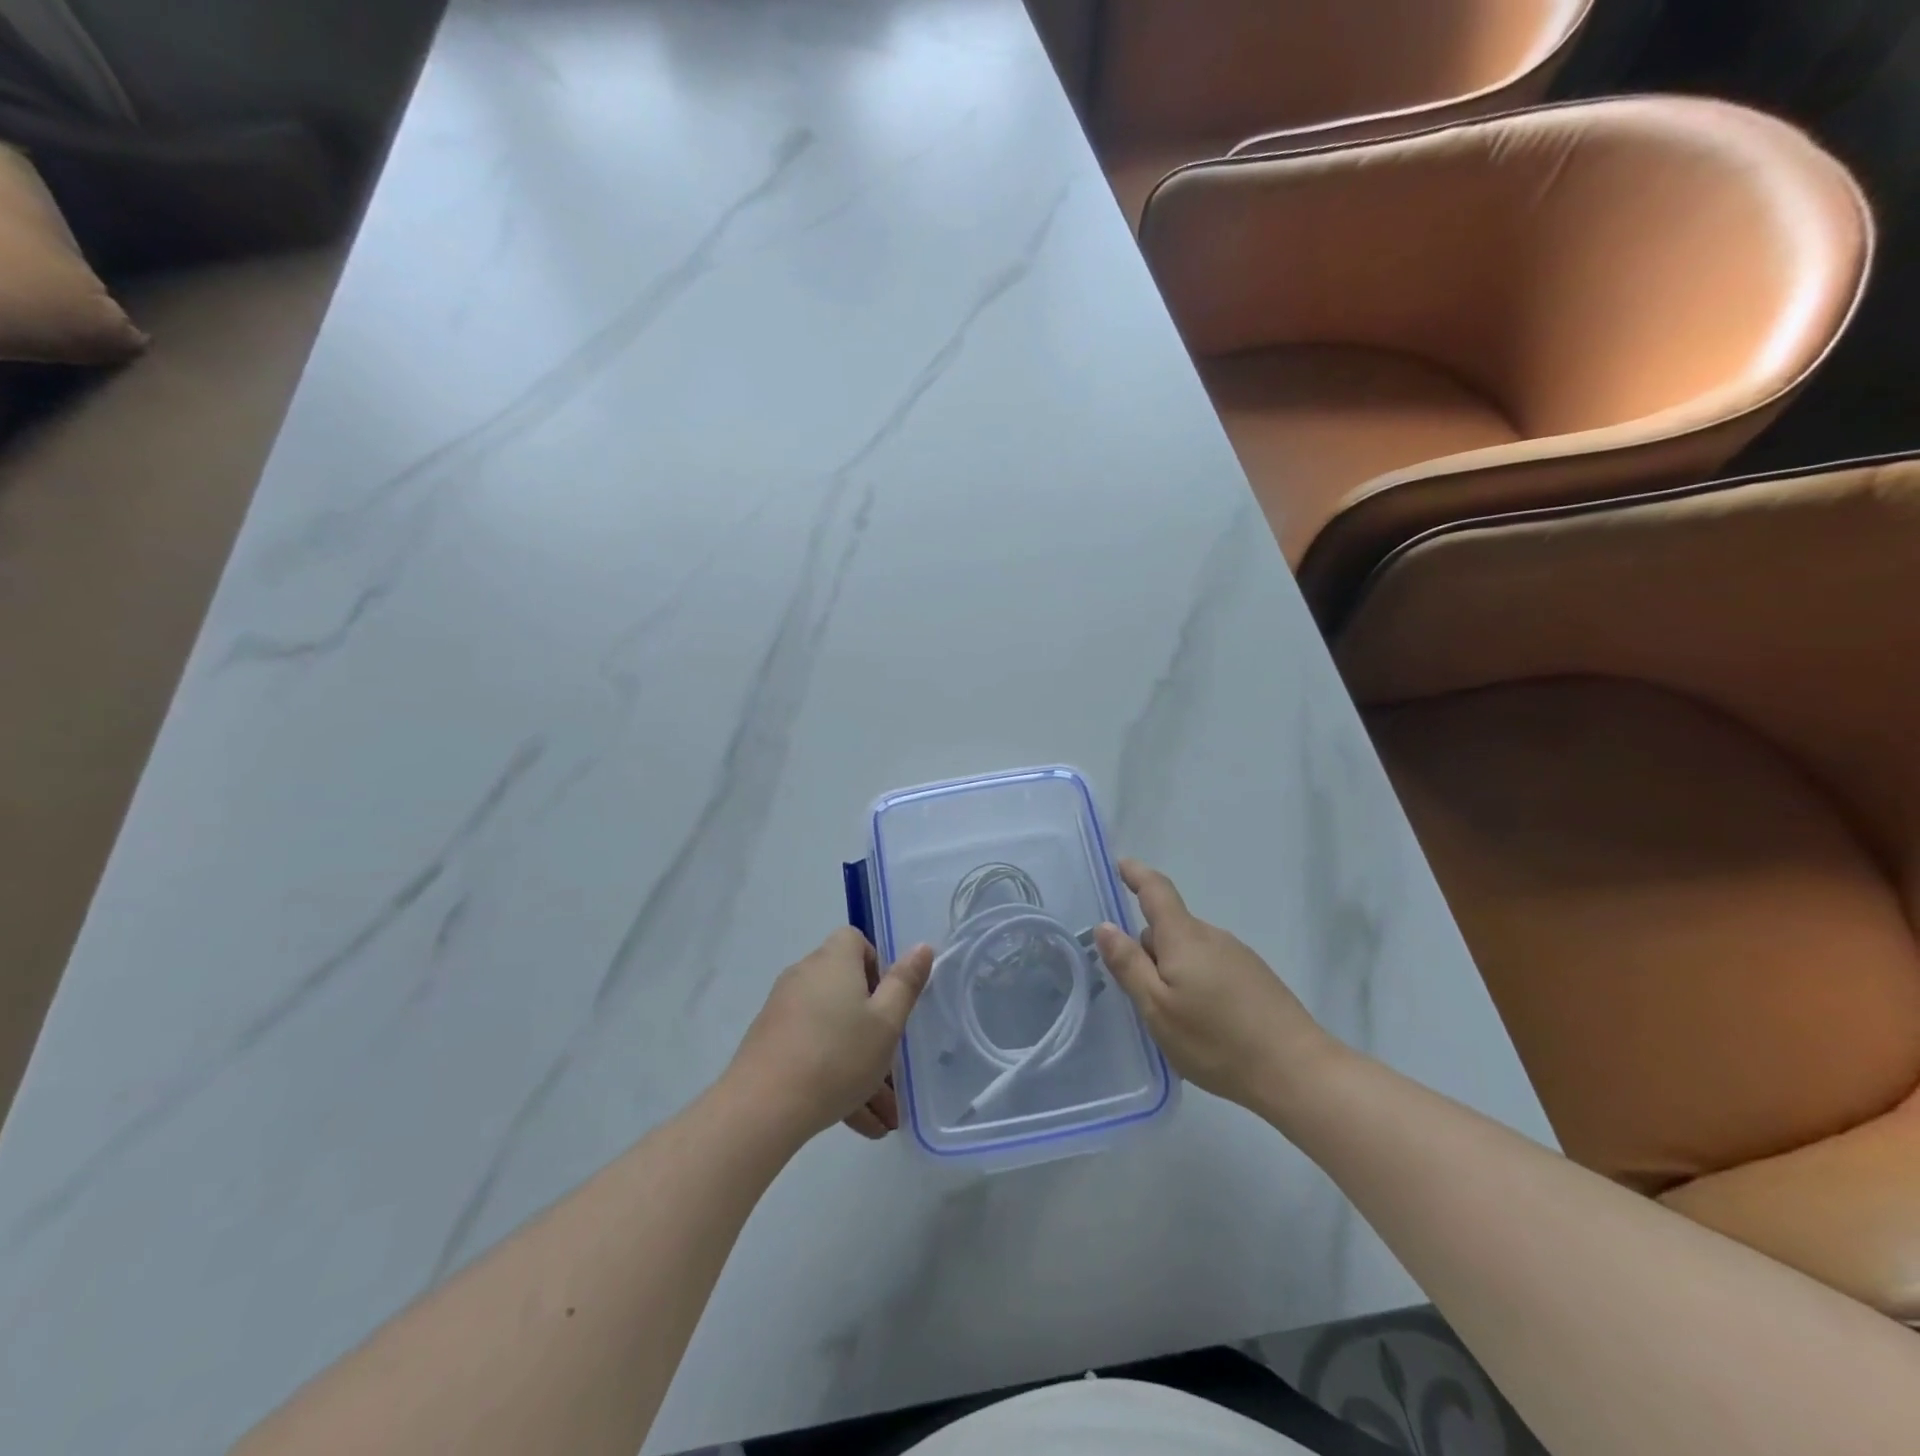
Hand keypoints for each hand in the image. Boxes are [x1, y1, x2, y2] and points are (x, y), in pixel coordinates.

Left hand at [726, 928, 933, 1142]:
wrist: (763, 1107)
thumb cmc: (837, 1055)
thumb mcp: (886, 1023)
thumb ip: (905, 984)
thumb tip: (922, 946)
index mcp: (834, 961)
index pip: (855, 940)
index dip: (877, 965)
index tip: (889, 1002)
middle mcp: (805, 977)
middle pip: (847, 991)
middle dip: (875, 1031)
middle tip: (895, 1069)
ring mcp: (784, 1011)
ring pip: (833, 1031)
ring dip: (861, 1067)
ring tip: (885, 1118)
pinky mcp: (771, 1044)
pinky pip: (813, 1052)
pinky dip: (835, 1077)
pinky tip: (860, 1124)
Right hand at [1094, 859, 1337, 1107]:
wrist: (1297, 1071)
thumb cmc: (1217, 1041)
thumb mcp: (1157, 1008)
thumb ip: (1129, 965)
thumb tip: (1105, 925)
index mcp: (1184, 938)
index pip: (1156, 891)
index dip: (1136, 875)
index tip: (1120, 864)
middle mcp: (1212, 937)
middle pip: (1170, 928)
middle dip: (1149, 948)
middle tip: (1137, 992)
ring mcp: (1238, 956)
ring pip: (1190, 950)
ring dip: (1173, 969)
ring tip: (1172, 1016)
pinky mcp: (1256, 978)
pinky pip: (1211, 966)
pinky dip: (1196, 981)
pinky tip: (1203, 1022)